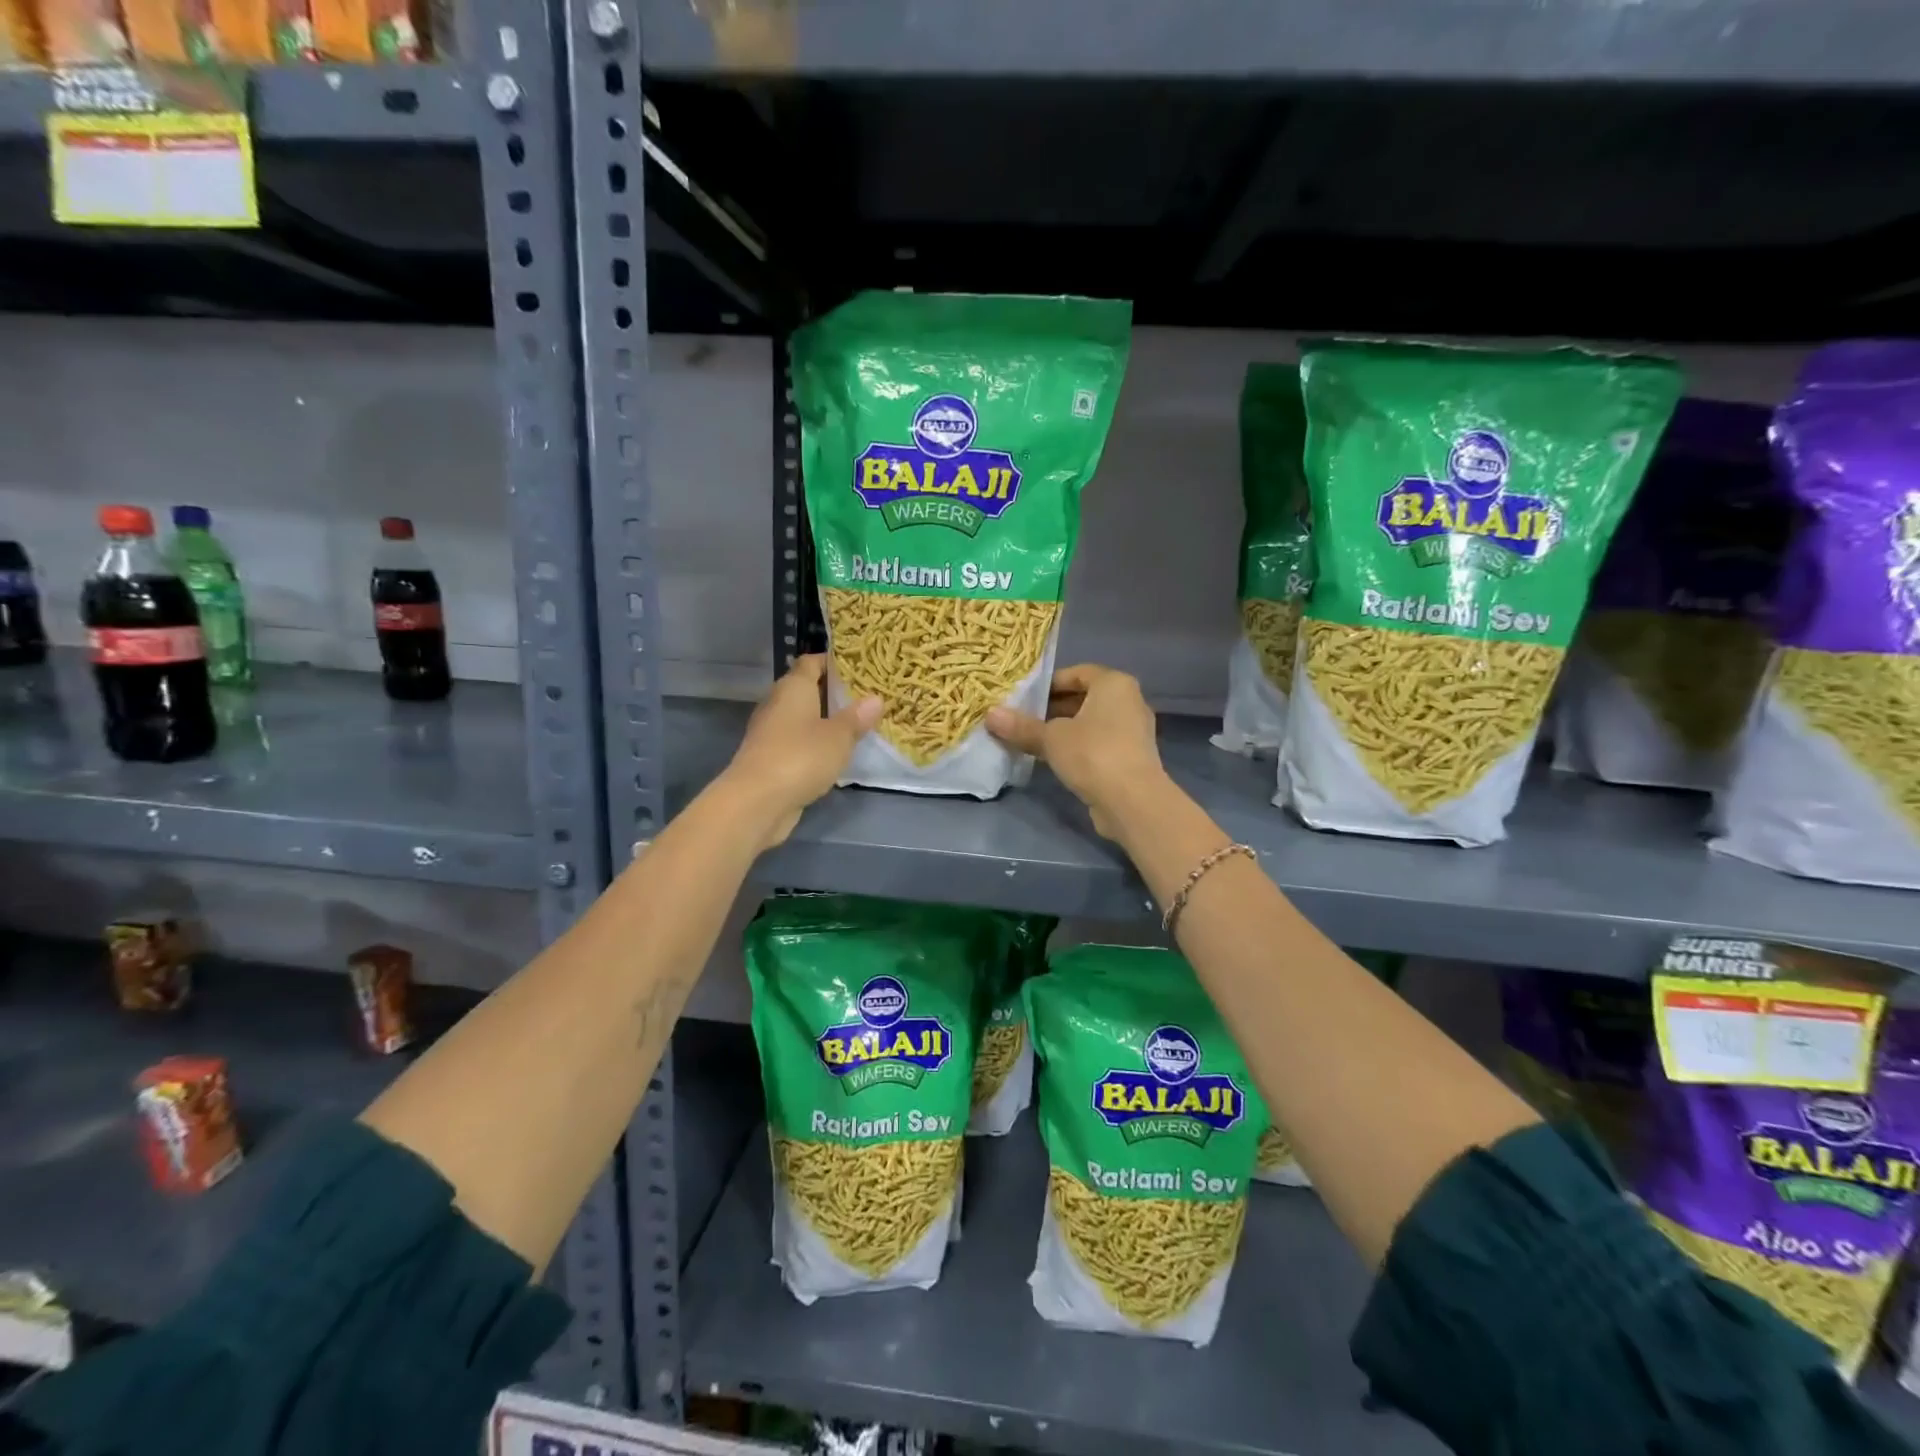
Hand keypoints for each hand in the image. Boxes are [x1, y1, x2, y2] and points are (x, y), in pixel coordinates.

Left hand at [721, 655, 880, 849]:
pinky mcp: (769, 758)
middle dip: (832, 693)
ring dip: (823, 721)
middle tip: (864, 698)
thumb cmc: (800, 757)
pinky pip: (796, 742)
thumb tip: (875, 698)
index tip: (859, 668)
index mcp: (793, 687)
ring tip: (855, 725)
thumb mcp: (839, 737)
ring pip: (801, 718)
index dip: (833, 662)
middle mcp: (778, 703)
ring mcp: (770, 732)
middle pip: (806, 689)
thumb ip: (856, 717)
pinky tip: (834, 754)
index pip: (812, 662)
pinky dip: (813, 744)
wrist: (756, 801)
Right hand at [986, 664, 1166, 839]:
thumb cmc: (1092, 754)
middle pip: (1085, 697)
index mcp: (1114, 684)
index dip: (1050, 683)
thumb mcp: (1051, 738)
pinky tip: (1055, 760)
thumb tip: (991, 715)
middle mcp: (1129, 701)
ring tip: (1034, 739)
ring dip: (1065, 729)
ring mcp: (1134, 731)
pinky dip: (1079, 746)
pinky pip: (1100, 743)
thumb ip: (1022, 726)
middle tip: (1024, 717)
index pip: (1078, 672)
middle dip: (1054, 707)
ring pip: (1092, 722)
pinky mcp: (1131, 757)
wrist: (1132, 801)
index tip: (1025, 697)